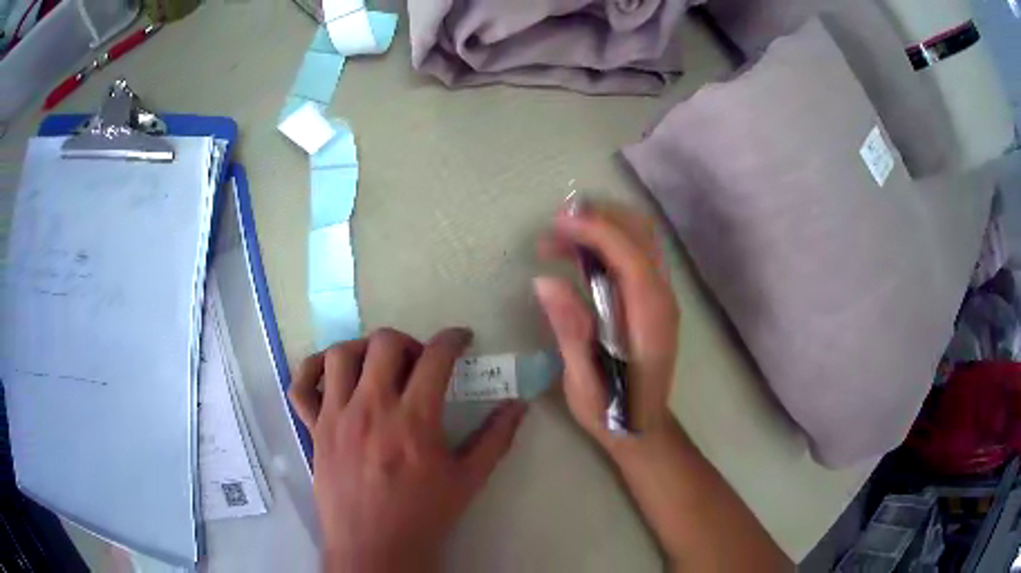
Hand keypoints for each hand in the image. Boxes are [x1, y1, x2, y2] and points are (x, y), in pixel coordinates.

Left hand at [289, 328, 528, 572]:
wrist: (374, 547)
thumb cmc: (423, 515)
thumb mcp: (468, 480)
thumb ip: (496, 439)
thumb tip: (520, 406)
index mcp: (414, 420)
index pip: (435, 357)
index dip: (453, 339)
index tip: (461, 340)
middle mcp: (371, 408)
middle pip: (384, 343)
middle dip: (408, 342)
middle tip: (418, 363)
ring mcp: (336, 417)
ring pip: (340, 355)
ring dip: (362, 350)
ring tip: (377, 367)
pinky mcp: (314, 430)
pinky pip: (300, 386)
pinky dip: (312, 371)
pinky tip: (332, 377)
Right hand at [534, 202, 679, 449]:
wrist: (643, 429)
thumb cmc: (613, 411)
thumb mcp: (584, 379)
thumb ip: (571, 330)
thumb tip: (545, 281)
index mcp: (649, 316)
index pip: (630, 254)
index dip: (595, 229)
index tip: (556, 223)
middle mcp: (662, 297)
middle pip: (641, 233)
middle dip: (599, 218)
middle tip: (555, 226)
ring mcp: (660, 296)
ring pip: (638, 239)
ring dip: (600, 227)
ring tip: (556, 240)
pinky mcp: (651, 301)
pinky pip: (633, 256)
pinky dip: (605, 243)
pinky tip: (575, 255)